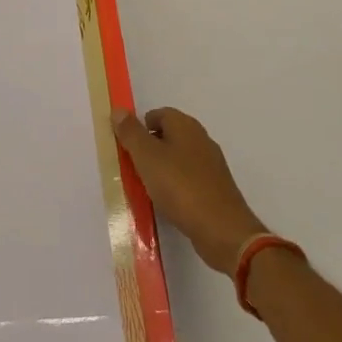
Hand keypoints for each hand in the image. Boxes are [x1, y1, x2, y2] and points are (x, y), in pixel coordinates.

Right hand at [112, 107, 267, 276]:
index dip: (140, 127)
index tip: (126, 148)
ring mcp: (211, 166)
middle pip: (169, 136)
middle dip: (149, 149)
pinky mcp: (216, 190)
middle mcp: (201, 140)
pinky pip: (188, 180)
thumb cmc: (181, 187)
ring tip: (146, 188)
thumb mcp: (147, 157)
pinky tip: (167, 203)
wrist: (223, 231)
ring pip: (178, 159)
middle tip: (132, 167)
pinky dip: (175, 187)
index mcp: (186, 126)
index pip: (158, 114)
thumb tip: (118, 110)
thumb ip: (131, 133)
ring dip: (161, 170)